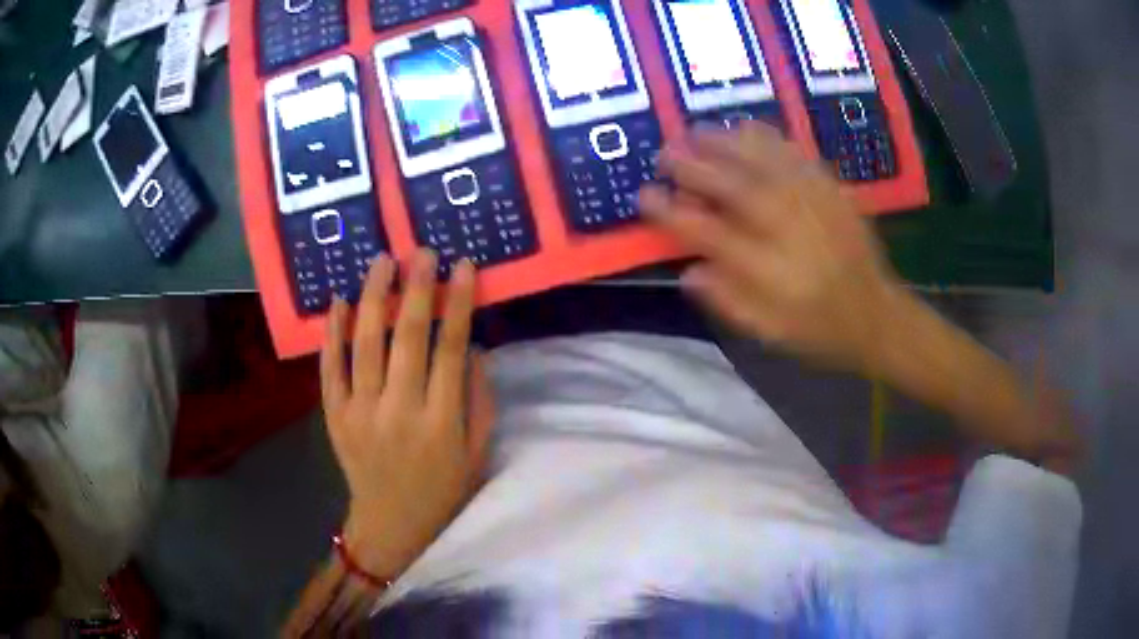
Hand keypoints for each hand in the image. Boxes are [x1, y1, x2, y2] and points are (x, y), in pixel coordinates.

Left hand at [320, 250, 494, 579]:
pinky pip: (330, 369)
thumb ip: (478, 399)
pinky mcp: (334, 416)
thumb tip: (473, 346)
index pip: (450, 349)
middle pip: (407, 338)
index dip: (457, 303)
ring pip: (365, 344)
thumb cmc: (442, 489)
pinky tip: (338, 301)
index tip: (463, 267)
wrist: (391, 523)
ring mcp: (360, 412)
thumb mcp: (477, 452)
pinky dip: (332, 333)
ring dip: (373, 298)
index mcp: (441, 422)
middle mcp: (399, 411)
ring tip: (381, 261)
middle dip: (416, 288)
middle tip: (422, 251)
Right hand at [640, 123, 901, 373]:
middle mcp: (786, 229)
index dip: (671, 212)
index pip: (708, 233)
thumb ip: (729, 302)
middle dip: (692, 166)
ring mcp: (811, 204)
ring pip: (762, 162)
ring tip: (696, 132)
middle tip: (664, 153)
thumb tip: (688, 272)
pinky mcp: (831, 190)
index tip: (645, 195)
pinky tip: (746, 128)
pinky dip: (767, 138)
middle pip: (732, 187)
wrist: (877, 315)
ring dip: (724, 143)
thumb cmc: (821, 329)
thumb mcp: (771, 334)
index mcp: (768, 270)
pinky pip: (794, 155)